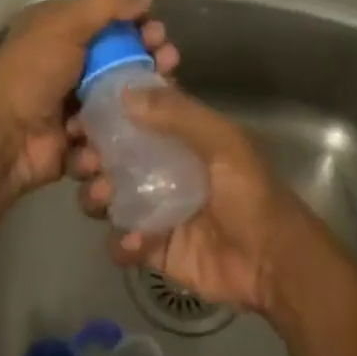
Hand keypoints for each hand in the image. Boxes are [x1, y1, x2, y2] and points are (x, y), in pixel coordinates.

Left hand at [0, 0, 178, 196]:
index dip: (138, 24)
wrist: (3, 141)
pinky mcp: (84, 138)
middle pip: (124, 58)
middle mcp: (72, 64)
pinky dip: (125, 128)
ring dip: (145, 95)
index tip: (158, 33)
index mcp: (62, 33)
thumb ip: (106, 5)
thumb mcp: (64, 25)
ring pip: (125, 96)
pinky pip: (114, 130)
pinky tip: (134, 128)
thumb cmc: (32, 74)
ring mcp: (78, 103)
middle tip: (168, 62)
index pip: (110, 22)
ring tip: (160, 96)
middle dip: (150, 58)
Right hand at [72, 83, 314, 315]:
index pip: (134, 112)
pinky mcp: (152, 247)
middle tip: (86, 161)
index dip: (106, 110)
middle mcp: (160, 166)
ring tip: (103, 199)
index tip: (82, 110)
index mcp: (179, 135)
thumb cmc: (251, 192)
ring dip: (96, 195)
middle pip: (111, 154)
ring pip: (106, 195)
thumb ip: (178, 115)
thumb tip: (124, 92)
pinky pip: (120, 241)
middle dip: (91, 155)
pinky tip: (137, 242)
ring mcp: (154, 207)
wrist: (274, 263)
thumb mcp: (222, 143)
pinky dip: (121, 242)